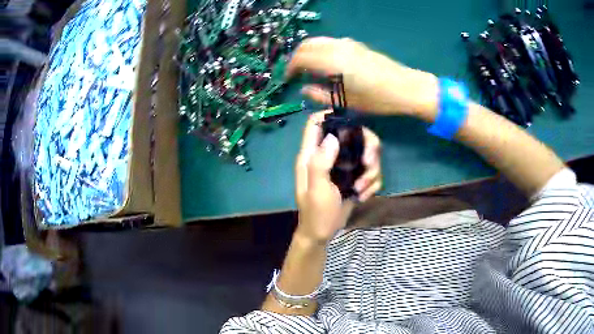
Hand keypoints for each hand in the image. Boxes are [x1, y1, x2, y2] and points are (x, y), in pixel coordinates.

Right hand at [287, 37, 438, 120]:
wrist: (406, 88)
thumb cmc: (377, 99)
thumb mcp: (347, 103)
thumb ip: (321, 95)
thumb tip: (305, 90)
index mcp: (332, 62)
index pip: (302, 57)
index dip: (291, 68)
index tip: (288, 78)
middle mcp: (338, 48)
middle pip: (308, 45)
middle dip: (298, 57)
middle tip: (296, 72)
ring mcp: (349, 44)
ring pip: (320, 41)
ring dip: (310, 52)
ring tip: (310, 69)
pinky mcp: (357, 45)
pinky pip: (332, 43)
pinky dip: (322, 50)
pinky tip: (327, 64)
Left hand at [294, 111, 381, 243]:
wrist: (322, 234)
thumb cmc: (316, 213)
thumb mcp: (316, 189)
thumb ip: (321, 162)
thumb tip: (333, 137)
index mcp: (312, 155)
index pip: (316, 123)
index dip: (332, 116)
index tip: (352, 124)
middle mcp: (328, 156)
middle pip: (353, 134)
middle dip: (367, 148)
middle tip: (369, 163)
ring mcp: (343, 166)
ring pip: (367, 154)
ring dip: (371, 172)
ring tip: (361, 189)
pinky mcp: (354, 177)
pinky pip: (371, 172)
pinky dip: (371, 183)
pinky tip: (362, 196)